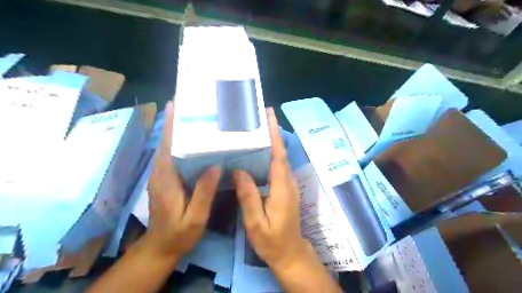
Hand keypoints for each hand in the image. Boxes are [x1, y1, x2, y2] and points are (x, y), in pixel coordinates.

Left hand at [144, 102, 220, 259]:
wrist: (161, 247)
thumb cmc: (179, 233)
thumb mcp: (195, 217)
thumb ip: (203, 193)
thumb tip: (215, 166)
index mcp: (166, 180)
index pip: (167, 147)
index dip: (170, 126)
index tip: (174, 106)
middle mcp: (160, 174)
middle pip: (166, 143)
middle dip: (174, 124)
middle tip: (190, 107)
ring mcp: (161, 177)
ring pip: (168, 149)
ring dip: (176, 132)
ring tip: (193, 118)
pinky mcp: (165, 180)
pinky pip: (172, 157)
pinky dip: (179, 145)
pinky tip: (192, 142)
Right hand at [233, 109, 312, 272]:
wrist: (290, 253)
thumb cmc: (272, 241)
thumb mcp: (256, 223)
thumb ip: (249, 197)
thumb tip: (238, 171)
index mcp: (282, 188)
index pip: (278, 156)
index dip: (275, 135)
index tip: (270, 116)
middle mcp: (288, 182)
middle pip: (280, 152)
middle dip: (273, 132)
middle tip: (261, 115)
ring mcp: (289, 184)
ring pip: (280, 158)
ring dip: (272, 141)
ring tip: (257, 127)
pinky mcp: (286, 188)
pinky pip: (278, 166)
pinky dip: (270, 154)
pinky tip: (259, 151)